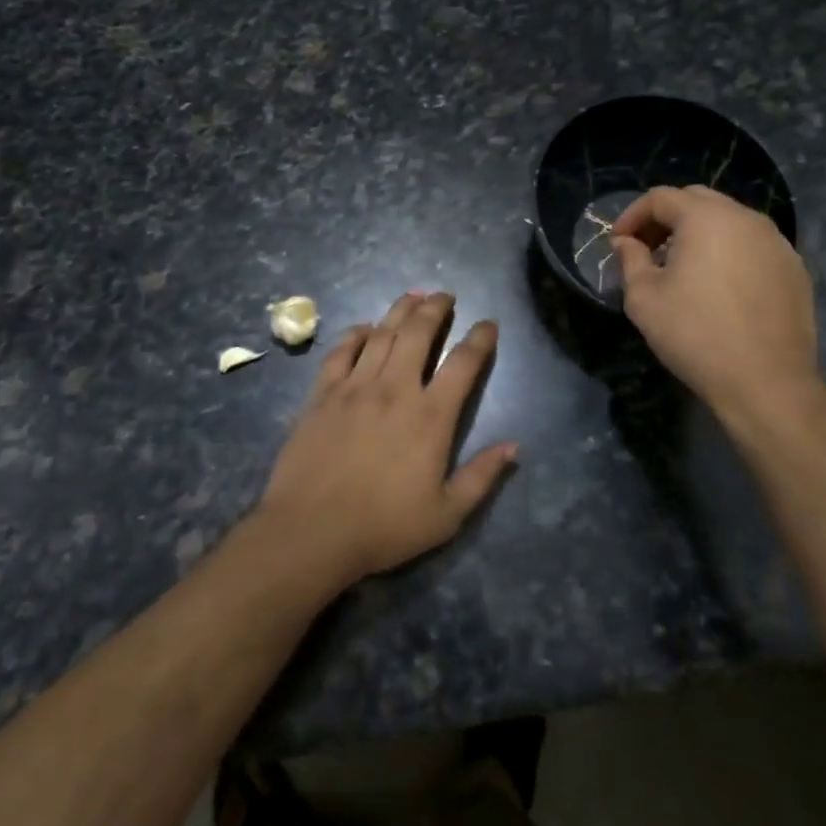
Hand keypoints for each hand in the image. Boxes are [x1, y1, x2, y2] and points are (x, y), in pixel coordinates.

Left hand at [255, 292, 515, 587]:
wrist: (311, 531)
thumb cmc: (384, 527)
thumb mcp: (446, 515)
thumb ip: (481, 477)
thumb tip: (514, 446)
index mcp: (430, 416)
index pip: (463, 363)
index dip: (480, 338)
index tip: (488, 323)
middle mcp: (395, 389)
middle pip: (419, 333)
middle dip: (436, 308)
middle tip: (445, 295)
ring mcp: (355, 386)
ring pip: (381, 333)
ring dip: (400, 310)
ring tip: (413, 295)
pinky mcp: (322, 393)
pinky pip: (341, 351)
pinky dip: (355, 334)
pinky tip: (364, 327)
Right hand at [610, 186, 824, 430]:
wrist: (767, 382)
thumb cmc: (695, 335)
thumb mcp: (644, 298)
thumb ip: (630, 260)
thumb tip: (626, 243)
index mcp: (706, 218)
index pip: (660, 197)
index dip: (632, 215)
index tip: (618, 243)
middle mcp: (746, 218)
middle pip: (697, 200)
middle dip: (666, 218)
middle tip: (648, 248)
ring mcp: (777, 241)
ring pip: (729, 220)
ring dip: (699, 233)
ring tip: (682, 266)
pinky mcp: (794, 267)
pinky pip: (753, 245)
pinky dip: (729, 251)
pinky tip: (719, 285)